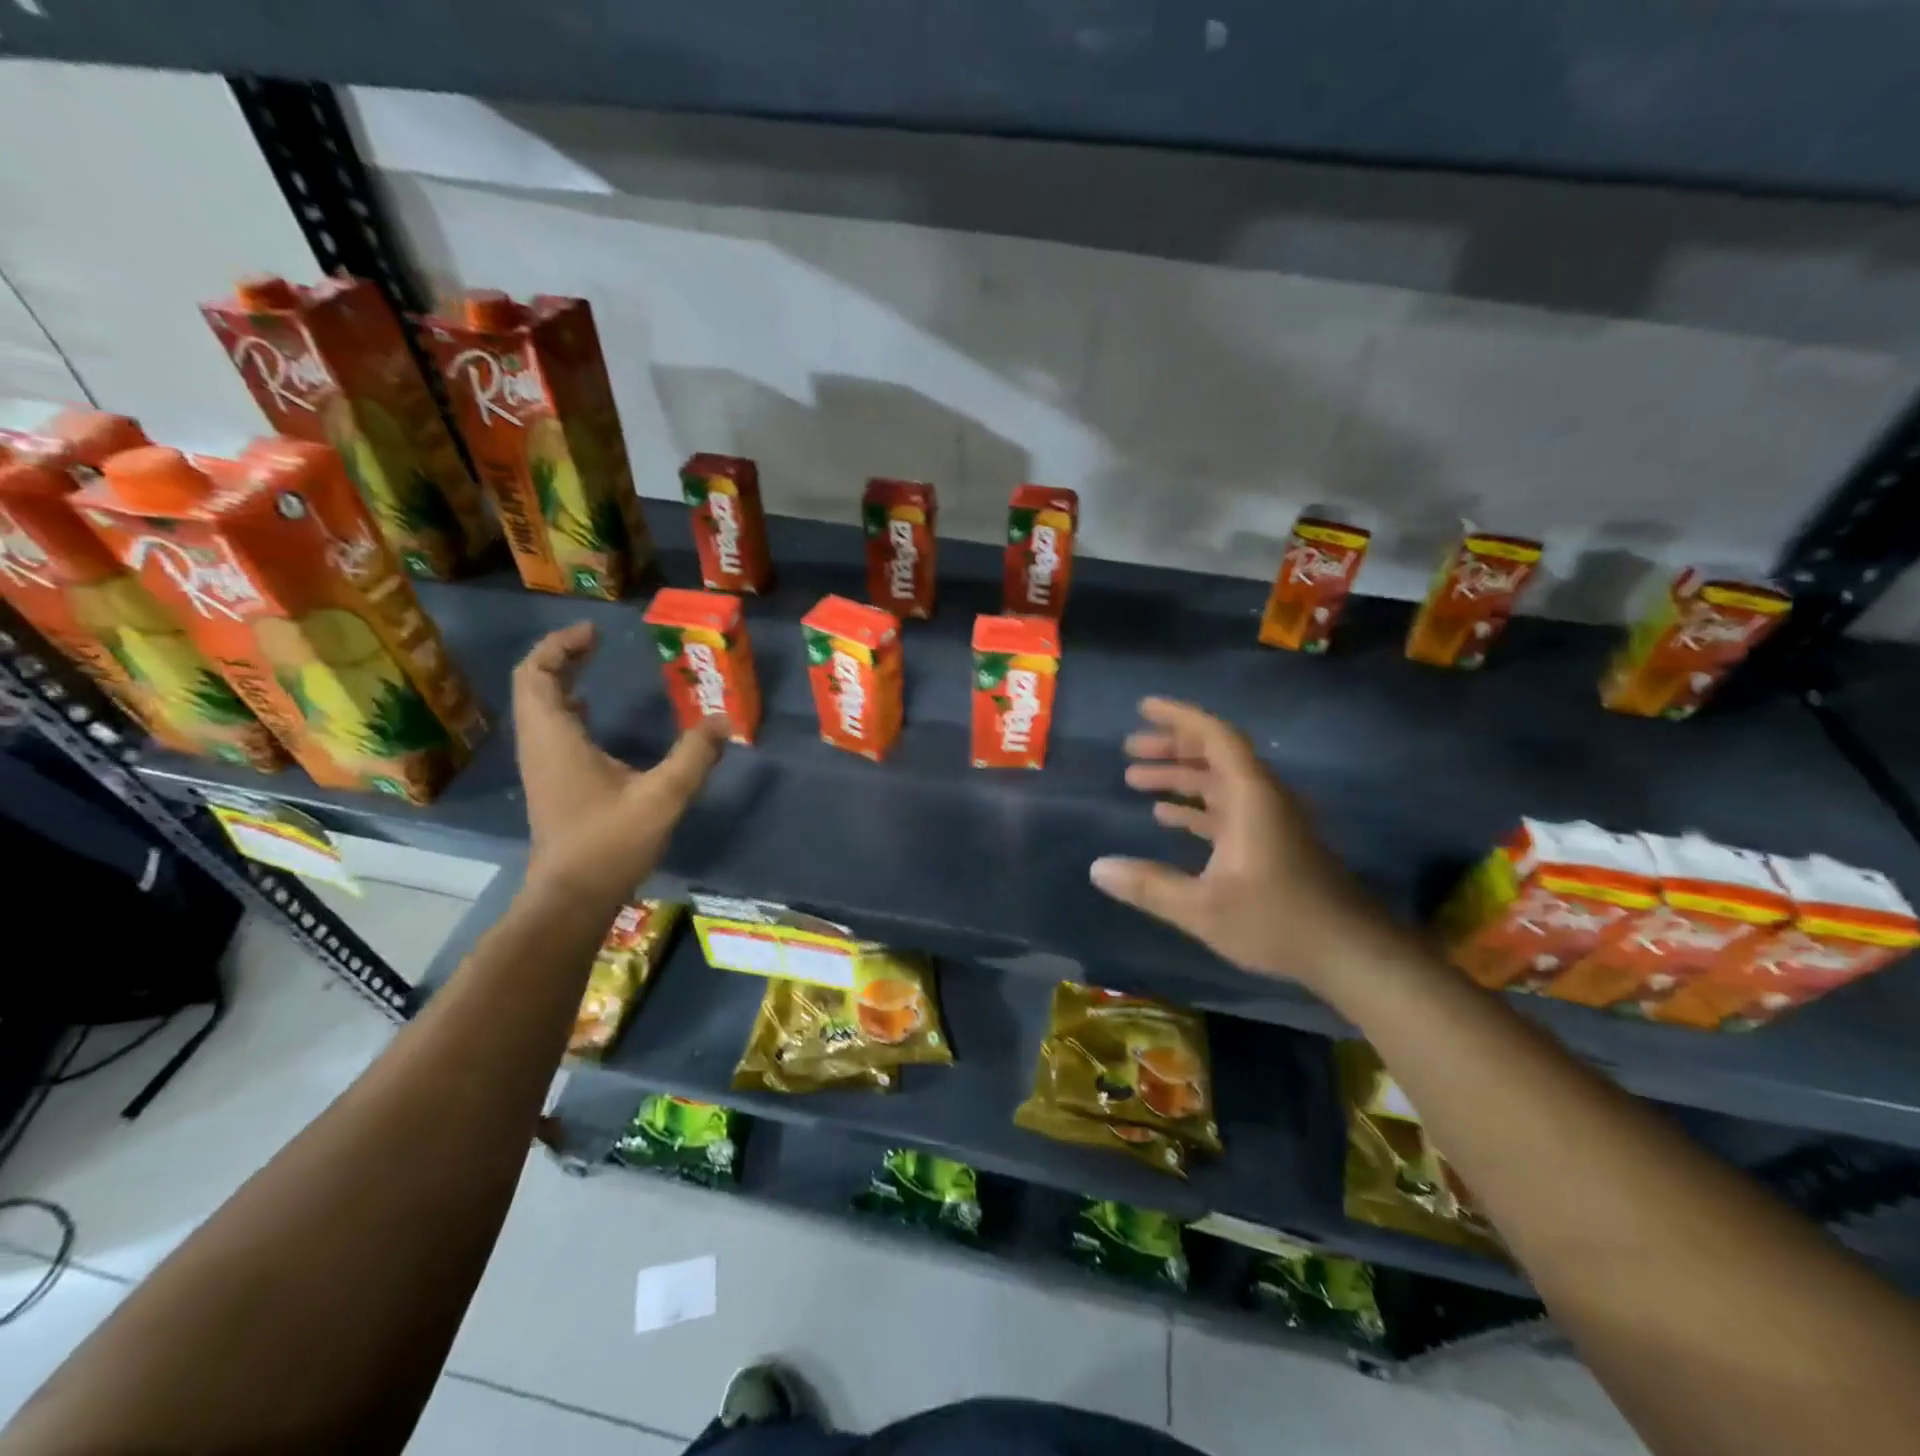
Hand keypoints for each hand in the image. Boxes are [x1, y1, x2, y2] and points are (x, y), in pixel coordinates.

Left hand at [512, 622, 724, 900]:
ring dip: (561, 680)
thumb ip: (694, 756)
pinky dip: (566, 707)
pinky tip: (593, 712)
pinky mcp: (551, 782)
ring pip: (539, 707)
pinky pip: (549, 728)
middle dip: (561, 657)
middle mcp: (540, 745)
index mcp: (555, 738)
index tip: (594, 633)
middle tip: (596, 642)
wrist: (572, 897)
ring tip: (594, 665)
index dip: (560, 646)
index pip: (537, 674)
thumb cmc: (610, 843)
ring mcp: (542, 765)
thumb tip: (724, 722)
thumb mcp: (662, 797)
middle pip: (533, 685)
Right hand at [1089, 697, 1398, 989]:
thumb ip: (1148, 886)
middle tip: (1128, 749)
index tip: (1143, 708)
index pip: (1215, 737)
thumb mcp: (1203, 908)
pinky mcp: (1272, 842)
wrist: (1350, 953)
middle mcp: (1261, 798)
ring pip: (1219, 783)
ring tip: (1135, 779)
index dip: (1178, 717)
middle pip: (1214, 755)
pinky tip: (1166, 816)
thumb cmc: (1277, 921)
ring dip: (1180, 777)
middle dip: (1170, 747)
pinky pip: (1227, 809)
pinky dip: (1195, 805)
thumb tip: (1096, 867)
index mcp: (1250, 797)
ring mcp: (1269, 820)